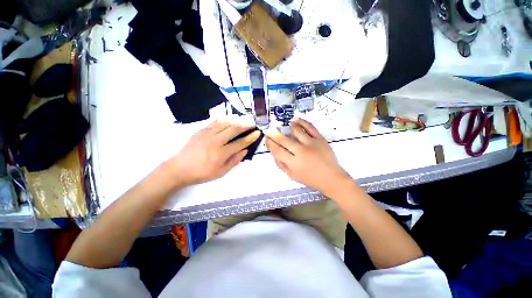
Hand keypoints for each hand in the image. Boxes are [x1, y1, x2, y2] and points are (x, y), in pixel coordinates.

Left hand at [167, 120, 260, 186]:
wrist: (179, 168)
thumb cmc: (202, 173)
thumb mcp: (221, 172)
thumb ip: (234, 161)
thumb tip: (245, 151)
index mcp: (222, 153)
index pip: (240, 143)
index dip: (250, 137)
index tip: (257, 133)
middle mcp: (216, 141)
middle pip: (234, 129)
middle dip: (245, 125)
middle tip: (252, 123)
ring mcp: (207, 134)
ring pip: (225, 123)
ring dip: (236, 120)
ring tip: (243, 119)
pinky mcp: (201, 131)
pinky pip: (214, 122)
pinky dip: (223, 119)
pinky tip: (228, 118)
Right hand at [264, 118, 352, 196]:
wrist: (332, 178)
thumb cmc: (310, 179)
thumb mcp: (292, 176)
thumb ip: (281, 165)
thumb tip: (274, 152)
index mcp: (294, 163)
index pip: (277, 150)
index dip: (270, 143)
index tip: (266, 138)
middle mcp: (301, 152)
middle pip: (284, 140)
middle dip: (274, 134)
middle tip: (268, 129)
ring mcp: (312, 144)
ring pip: (296, 131)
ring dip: (287, 127)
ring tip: (282, 125)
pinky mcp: (320, 139)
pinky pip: (310, 127)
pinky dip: (302, 122)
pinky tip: (295, 120)